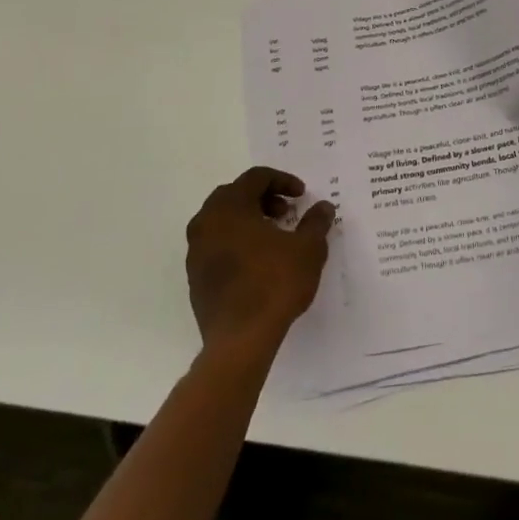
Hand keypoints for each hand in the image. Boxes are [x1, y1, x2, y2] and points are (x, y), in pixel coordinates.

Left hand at [185, 167, 334, 357]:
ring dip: (248, 220)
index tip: (301, 195)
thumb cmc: (274, 284)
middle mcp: (206, 222)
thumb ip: (316, 222)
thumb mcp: (307, 249)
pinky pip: (216, 245)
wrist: (239, 341)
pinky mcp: (195, 277)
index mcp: (230, 206)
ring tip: (273, 238)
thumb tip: (324, 206)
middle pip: (235, 195)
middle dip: (263, 198)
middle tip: (285, 213)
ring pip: (222, 220)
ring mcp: (196, 251)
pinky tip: (257, 262)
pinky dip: (236, 242)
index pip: (255, 178)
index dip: (282, 181)